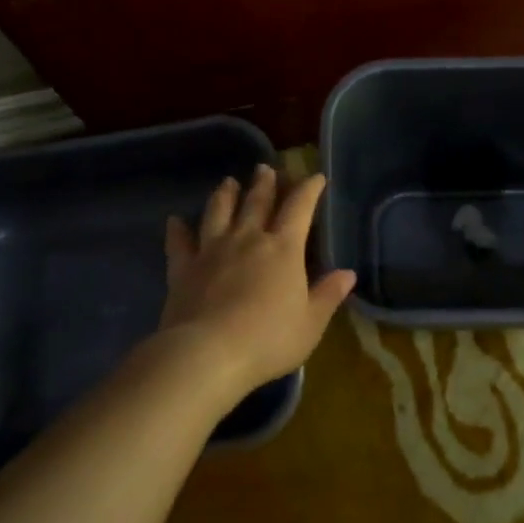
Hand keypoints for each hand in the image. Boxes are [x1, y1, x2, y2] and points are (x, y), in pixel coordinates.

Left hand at [160, 165, 356, 398]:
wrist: (207, 354)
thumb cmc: (268, 339)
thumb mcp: (311, 323)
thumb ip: (328, 295)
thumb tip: (349, 273)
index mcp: (283, 249)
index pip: (299, 207)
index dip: (309, 189)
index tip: (316, 177)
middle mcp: (248, 239)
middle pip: (257, 202)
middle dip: (265, 183)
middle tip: (265, 168)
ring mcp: (212, 250)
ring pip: (219, 212)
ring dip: (225, 194)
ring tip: (228, 182)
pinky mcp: (184, 268)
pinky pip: (179, 243)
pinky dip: (177, 230)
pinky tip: (174, 220)